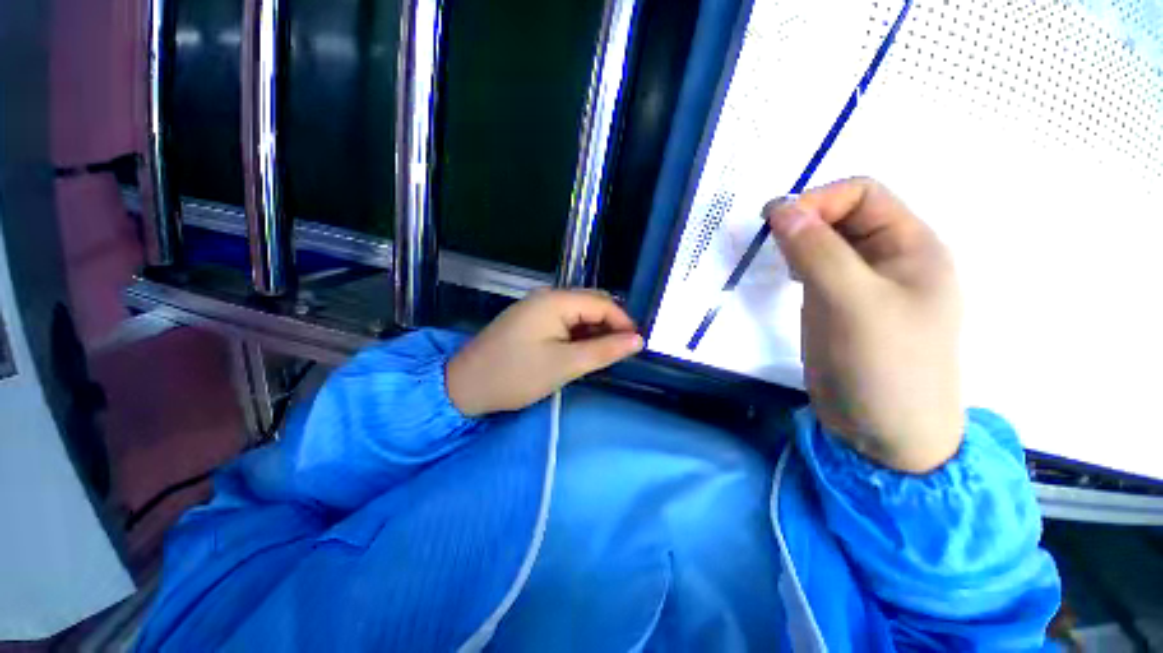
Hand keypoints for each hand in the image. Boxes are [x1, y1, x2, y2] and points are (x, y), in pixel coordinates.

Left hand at [446, 289, 644, 415]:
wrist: (464, 386)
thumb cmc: (515, 375)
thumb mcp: (565, 365)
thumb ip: (604, 350)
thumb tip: (638, 340)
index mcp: (556, 300)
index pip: (603, 303)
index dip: (623, 323)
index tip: (637, 346)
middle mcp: (548, 296)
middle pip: (591, 305)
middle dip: (611, 326)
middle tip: (622, 353)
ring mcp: (538, 307)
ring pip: (579, 314)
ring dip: (595, 332)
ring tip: (604, 356)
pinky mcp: (532, 321)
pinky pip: (565, 322)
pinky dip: (579, 335)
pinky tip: (582, 352)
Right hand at [765, 178, 962, 472]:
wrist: (885, 432)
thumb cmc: (885, 366)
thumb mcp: (854, 303)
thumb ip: (818, 252)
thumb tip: (780, 208)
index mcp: (910, 246)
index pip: (863, 195)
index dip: (818, 201)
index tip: (776, 224)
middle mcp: (888, 258)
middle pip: (842, 216)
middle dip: (804, 221)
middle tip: (770, 244)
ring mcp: (862, 284)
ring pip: (825, 244)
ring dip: (797, 243)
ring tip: (777, 261)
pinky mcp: (839, 305)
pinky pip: (816, 270)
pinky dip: (796, 265)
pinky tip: (786, 279)